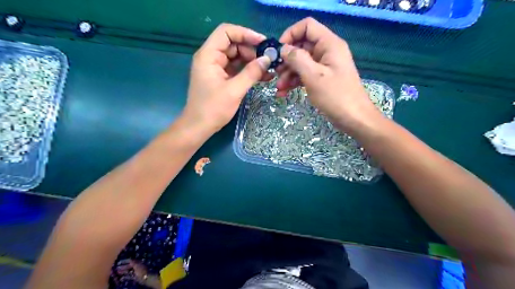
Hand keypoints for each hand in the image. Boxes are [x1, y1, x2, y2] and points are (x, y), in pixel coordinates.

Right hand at [118, 258, 151, 284]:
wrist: (146, 278)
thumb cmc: (141, 271)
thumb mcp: (137, 266)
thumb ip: (133, 262)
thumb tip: (130, 259)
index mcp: (138, 263)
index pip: (130, 261)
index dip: (125, 261)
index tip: (119, 262)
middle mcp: (137, 266)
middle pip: (129, 266)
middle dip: (123, 267)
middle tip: (116, 268)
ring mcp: (136, 272)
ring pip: (129, 271)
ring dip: (123, 272)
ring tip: (117, 273)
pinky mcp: (135, 277)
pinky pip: (130, 276)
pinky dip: (126, 276)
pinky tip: (121, 278)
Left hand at [186, 22, 273, 134]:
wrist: (199, 127)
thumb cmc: (213, 109)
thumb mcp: (234, 90)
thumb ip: (251, 73)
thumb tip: (267, 59)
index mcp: (208, 55)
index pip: (226, 32)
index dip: (245, 33)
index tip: (263, 43)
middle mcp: (211, 57)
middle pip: (233, 44)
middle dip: (251, 50)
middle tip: (268, 60)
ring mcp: (215, 68)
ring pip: (236, 57)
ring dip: (252, 62)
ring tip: (268, 69)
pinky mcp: (220, 77)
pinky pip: (236, 69)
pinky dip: (248, 71)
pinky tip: (262, 76)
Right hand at [278, 18, 381, 132]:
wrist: (354, 119)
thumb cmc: (335, 96)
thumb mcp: (313, 76)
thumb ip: (297, 59)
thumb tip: (284, 49)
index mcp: (329, 44)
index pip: (307, 27)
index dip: (291, 35)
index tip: (279, 51)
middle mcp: (327, 52)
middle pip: (302, 46)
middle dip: (287, 60)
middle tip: (275, 73)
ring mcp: (324, 66)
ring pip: (301, 63)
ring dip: (288, 74)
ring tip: (279, 88)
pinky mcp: (322, 79)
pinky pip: (305, 75)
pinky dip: (294, 82)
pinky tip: (284, 92)